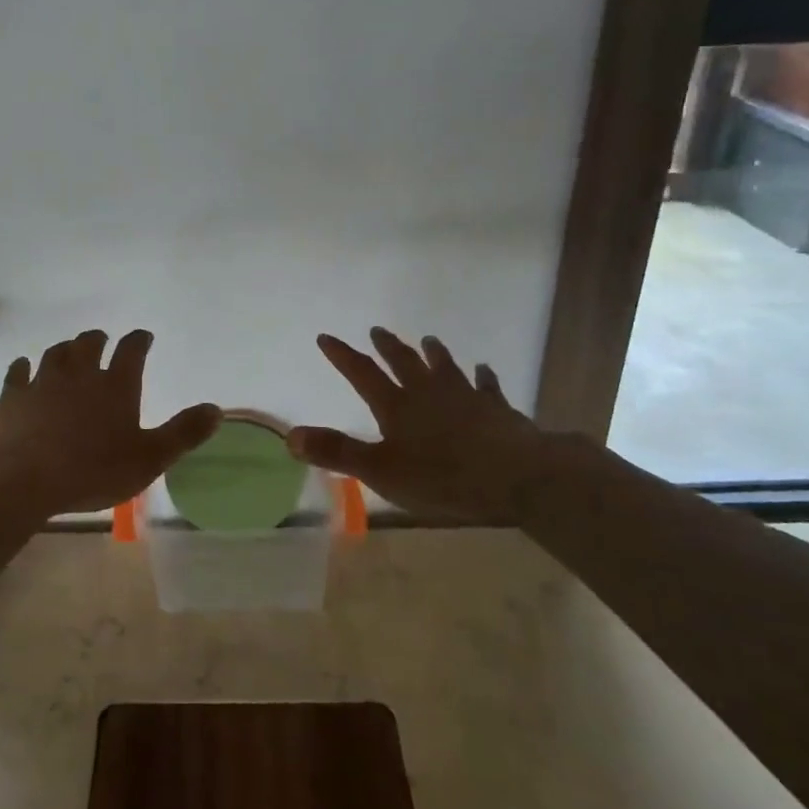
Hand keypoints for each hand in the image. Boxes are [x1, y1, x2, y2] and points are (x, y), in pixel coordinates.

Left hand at [0, 329, 221, 516]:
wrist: (24, 478)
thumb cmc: (93, 470)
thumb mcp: (150, 459)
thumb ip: (183, 433)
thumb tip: (217, 409)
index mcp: (116, 385)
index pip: (132, 350)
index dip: (139, 341)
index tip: (143, 337)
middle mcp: (80, 373)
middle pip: (89, 344)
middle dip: (98, 340)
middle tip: (102, 340)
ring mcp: (43, 381)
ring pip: (56, 354)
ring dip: (65, 349)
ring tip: (69, 351)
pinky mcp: (13, 396)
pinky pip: (18, 372)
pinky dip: (23, 367)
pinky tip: (23, 366)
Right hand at [287, 329, 567, 523]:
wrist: (517, 476)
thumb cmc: (444, 478)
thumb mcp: (381, 471)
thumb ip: (337, 452)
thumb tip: (291, 435)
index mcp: (397, 407)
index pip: (363, 374)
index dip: (342, 356)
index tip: (326, 337)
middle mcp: (428, 393)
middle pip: (404, 362)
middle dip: (388, 347)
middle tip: (377, 330)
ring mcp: (465, 397)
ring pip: (445, 367)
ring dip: (434, 354)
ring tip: (428, 340)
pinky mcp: (497, 409)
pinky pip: (487, 386)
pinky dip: (483, 377)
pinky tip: (484, 370)